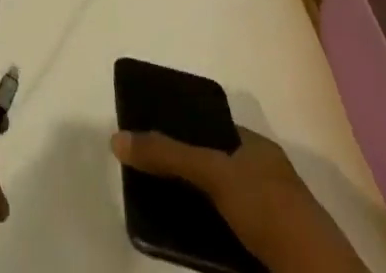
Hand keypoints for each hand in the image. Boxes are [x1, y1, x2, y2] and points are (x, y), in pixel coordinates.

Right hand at [111, 125, 366, 272]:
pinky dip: (206, 239)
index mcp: (258, 148)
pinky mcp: (266, 255)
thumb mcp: (213, 172)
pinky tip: (184, 241)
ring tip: (157, 210)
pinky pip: (227, 239)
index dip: (184, 131)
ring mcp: (269, 220)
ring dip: (193, 210)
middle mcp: (265, 178)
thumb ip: (167, 154)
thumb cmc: (267, 208)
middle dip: (184, 173)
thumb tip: (116, 138)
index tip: (153, 137)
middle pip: (214, 168)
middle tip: (149, 176)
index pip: (214, 130)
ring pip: (219, 207)